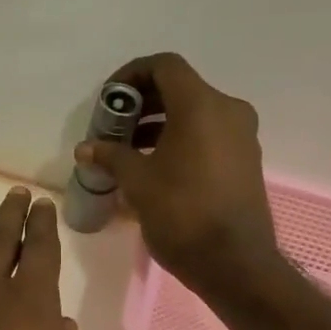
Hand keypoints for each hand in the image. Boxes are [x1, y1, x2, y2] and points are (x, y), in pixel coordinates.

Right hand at [75, 53, 279, 296]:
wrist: (235, 263)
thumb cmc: (182, 214)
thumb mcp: (138, 182)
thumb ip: (111, 156)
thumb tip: (86, 148)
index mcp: (202, 105)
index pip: (164, 66)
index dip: (131, 75)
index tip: (109, 101)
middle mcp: (228, 111)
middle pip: (179, 89)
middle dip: (142, 104)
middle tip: (113, 128)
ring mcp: (241, 136)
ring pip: (194, 114)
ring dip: (159, 125)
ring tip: (128, 152)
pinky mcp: (245, 160)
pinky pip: (208, 135)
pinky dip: (179, 140)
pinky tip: (155, 168)